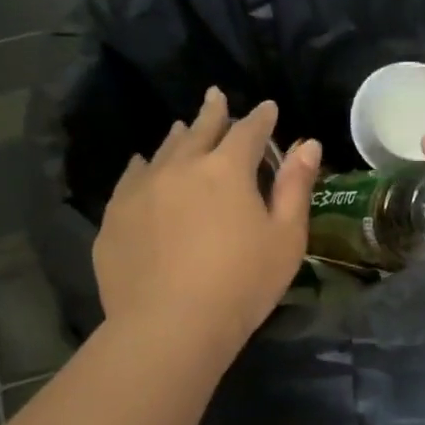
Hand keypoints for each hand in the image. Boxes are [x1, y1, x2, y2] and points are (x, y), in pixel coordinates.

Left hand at [95, 88, 320, 360]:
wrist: (170, 325)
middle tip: (217, 98)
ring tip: (184, 128)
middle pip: (200, 130)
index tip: (268, 109)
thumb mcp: (285, 239)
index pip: (248, 131)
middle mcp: (181, 167)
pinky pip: (131, 178)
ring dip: (179, 137)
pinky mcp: (116, 216)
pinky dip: (142, 165)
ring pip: (163, 151)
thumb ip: (296, 188)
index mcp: (227, 170)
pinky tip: (142, 164)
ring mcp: (142, 189)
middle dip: (214, 113)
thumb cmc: (241, 285)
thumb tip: (308, 144)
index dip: (261, 119)